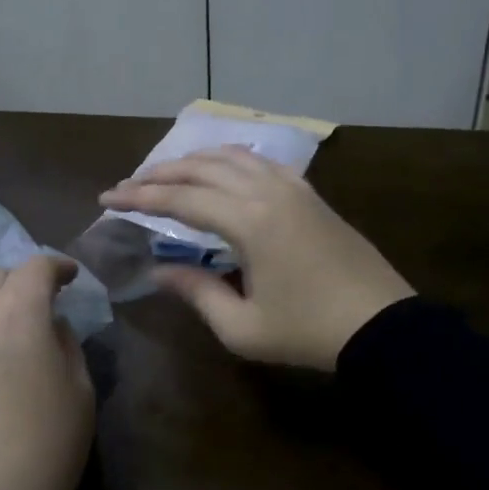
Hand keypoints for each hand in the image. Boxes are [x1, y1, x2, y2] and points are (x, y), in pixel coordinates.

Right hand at [100, 146, 413, 370]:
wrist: (381, 325)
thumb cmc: (308, 332)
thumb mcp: (243, 327)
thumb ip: (196, 292)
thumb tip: (159, 271)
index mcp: (249, 222)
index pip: (180, 199)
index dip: (139, 197)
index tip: (107, 199)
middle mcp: (268, 192)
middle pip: (201, 169)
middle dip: (159, 175)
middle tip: (129, 186)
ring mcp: (293, 188)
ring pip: (232, 157)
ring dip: (193, 161)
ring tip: (166, 175)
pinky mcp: (310, 194)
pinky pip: (260, 162)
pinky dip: (229, 160)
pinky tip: (219, 171)